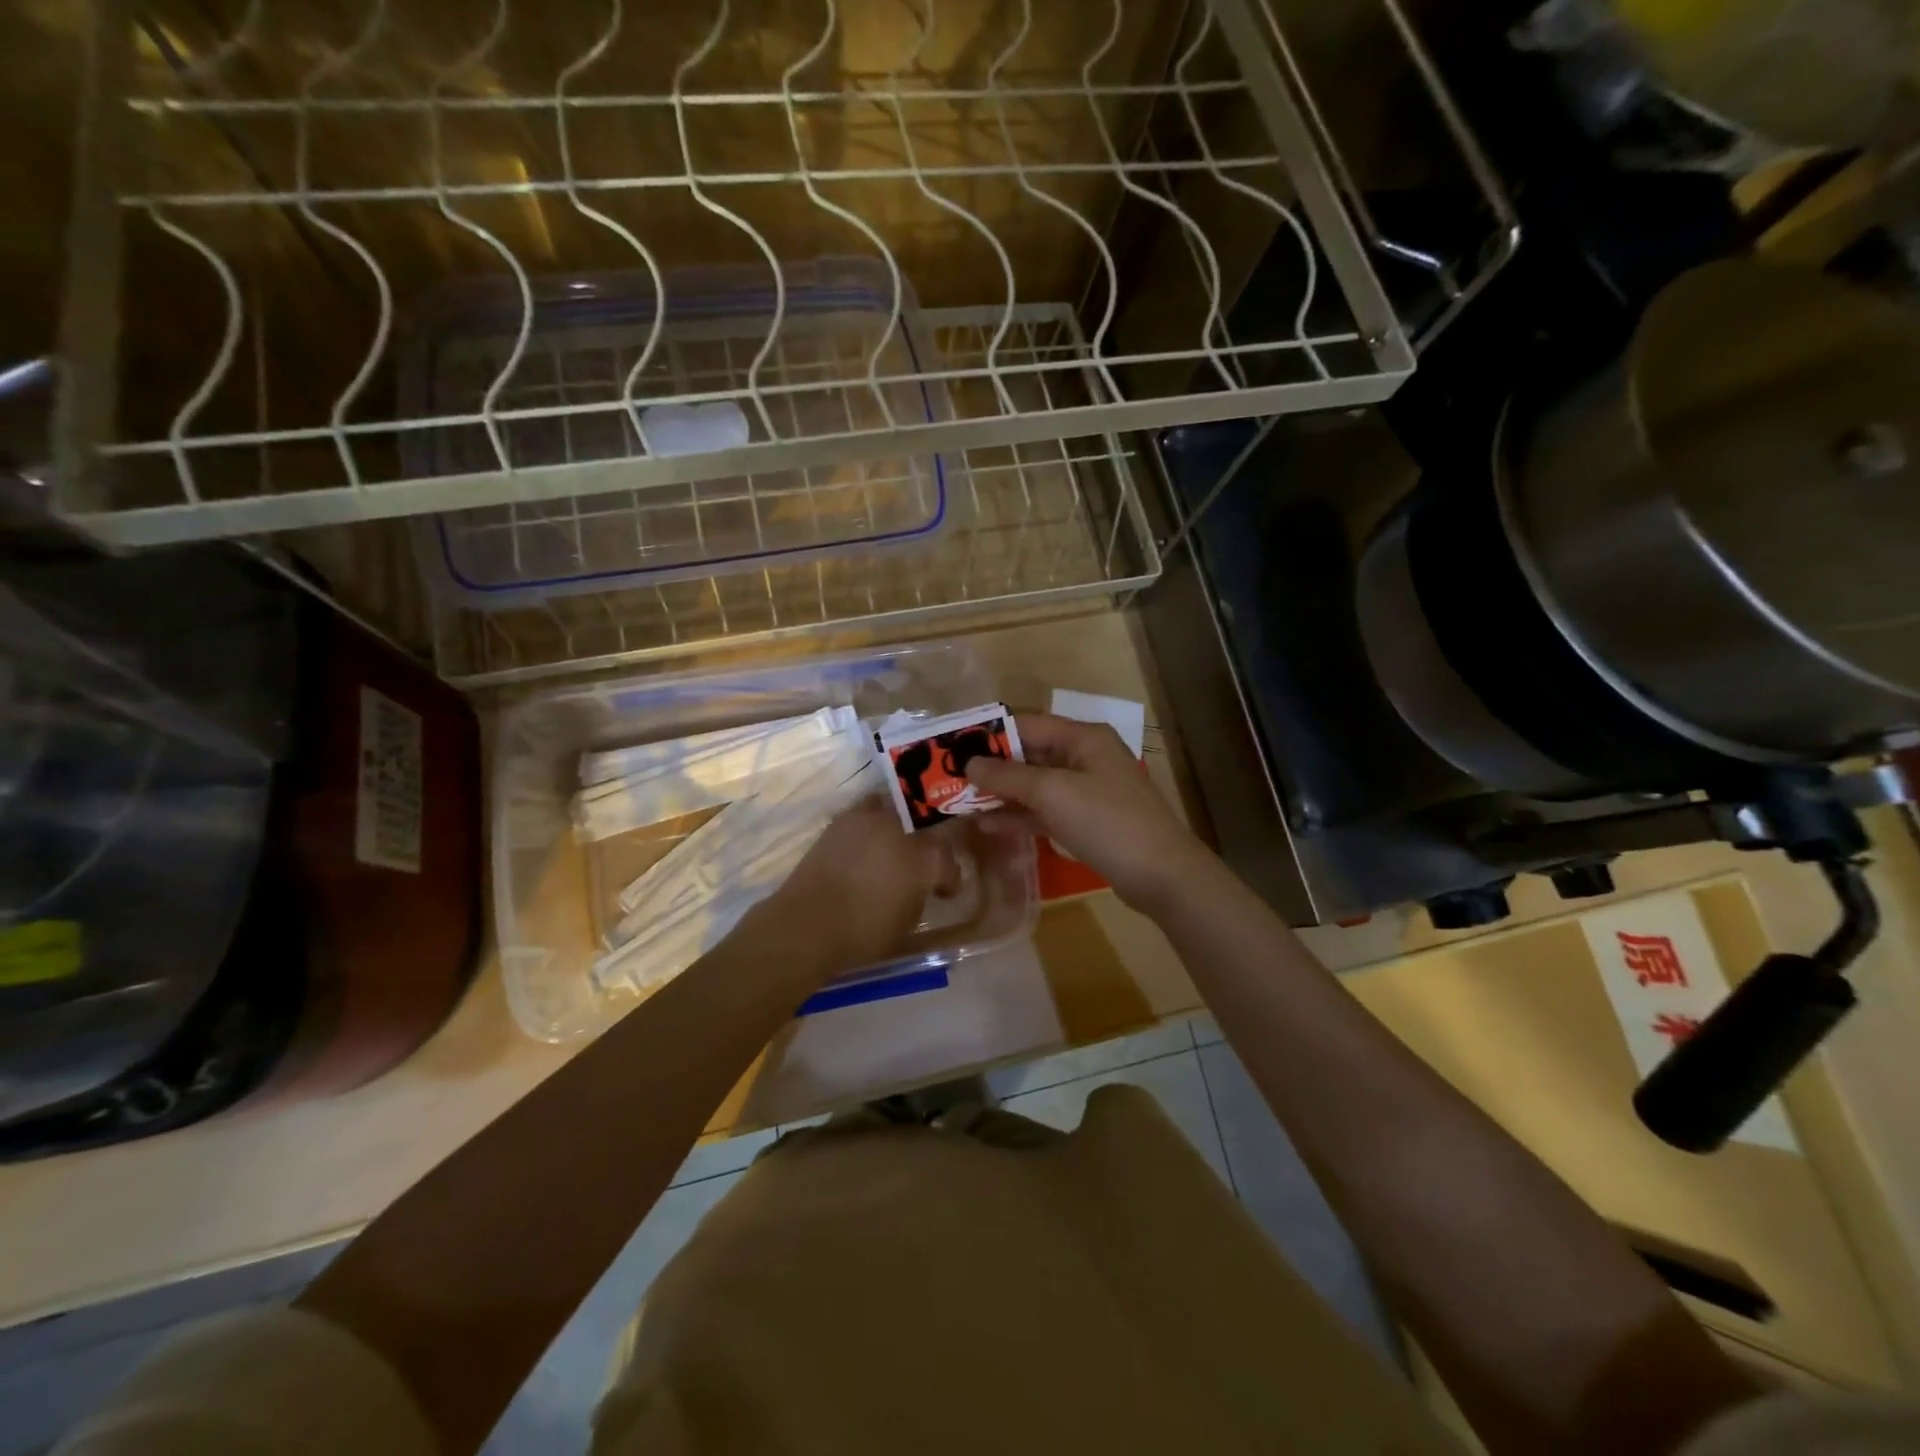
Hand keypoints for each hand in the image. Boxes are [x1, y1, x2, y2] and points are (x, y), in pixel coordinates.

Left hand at [760, 799, 960, 975]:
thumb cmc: (862, 932)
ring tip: (891, 847)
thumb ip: (919, 896)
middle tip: (919, 863)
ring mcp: (868, 819)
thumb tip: (919, 887)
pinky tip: (865, 848)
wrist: (806, 923)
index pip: (948, 860)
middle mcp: (900, 828)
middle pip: (923, 825)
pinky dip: (869, 828)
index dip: (949, 878)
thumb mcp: (906, 922)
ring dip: (898, 826)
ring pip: (894, 810)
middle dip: (925, 843)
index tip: (943, 892)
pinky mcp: (840, 821)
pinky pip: (865, 815)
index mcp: (924, 857)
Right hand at [966, 713, 1216, 912]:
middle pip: (1029, 754)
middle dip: (991, 767)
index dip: (989, 734)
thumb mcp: (1052, 793)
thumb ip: (1008, 777)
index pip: (1027, 724)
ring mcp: (1087, 790)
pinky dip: (1019, 815)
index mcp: (1082, 737)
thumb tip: (969, 764)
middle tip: (949, 779)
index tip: (952, 748)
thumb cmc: (1107, 821)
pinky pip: (1045, 810)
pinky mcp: (1086, 820)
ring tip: (959, 803)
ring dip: (1001, 793)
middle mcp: (1084, 757)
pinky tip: (988, 825)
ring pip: (1035, 785)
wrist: (1161, 874)